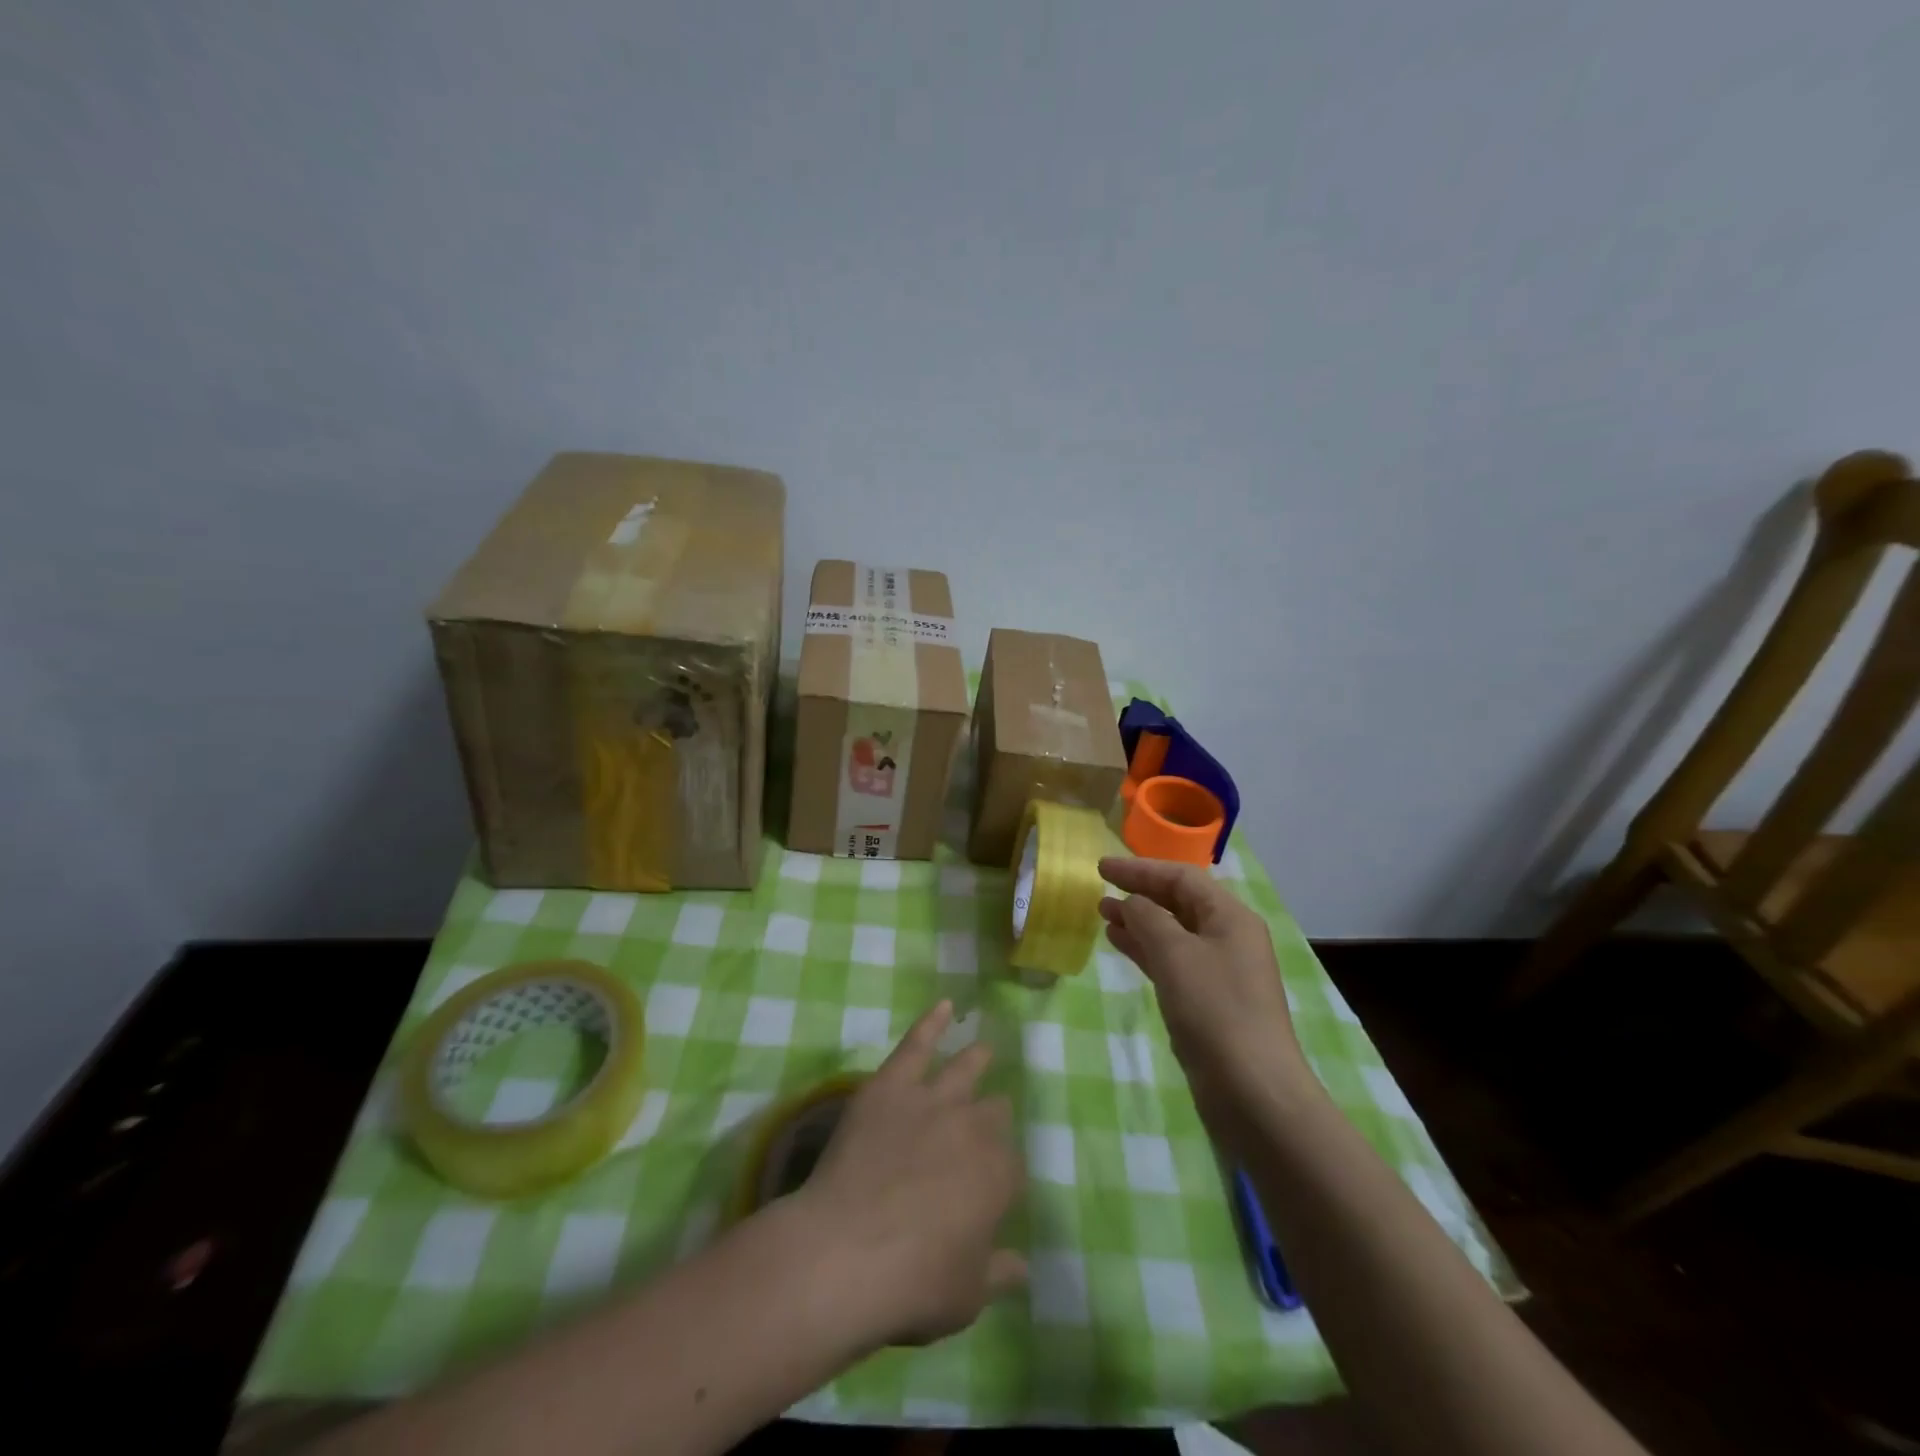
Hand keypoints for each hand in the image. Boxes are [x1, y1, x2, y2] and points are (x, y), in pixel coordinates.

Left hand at [794, 1001, 1026, 1346]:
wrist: (846, 1251)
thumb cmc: (912, 1284)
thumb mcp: (966, 1296)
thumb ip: (997, 1273)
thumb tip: (1022, 1266)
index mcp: (999, 1177)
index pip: (1011, 1168)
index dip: (1001, 1178)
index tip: (990, 1191)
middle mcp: (974, 1128)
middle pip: (993, 1114)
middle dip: (992, 1118)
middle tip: (987, 1123)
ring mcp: (932, 1100)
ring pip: (965, 1071)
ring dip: (977, 1060)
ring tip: (985, 1048)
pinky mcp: (892, 1085)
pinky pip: (917, 1044)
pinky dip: (931, 1023)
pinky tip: (945, 1005)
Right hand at [1098, 857, 1323, 1153]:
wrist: (1252, 1090)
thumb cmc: (1214, 1009)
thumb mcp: (1175, 954)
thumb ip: (1149, 918)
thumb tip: (1133, 903)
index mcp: (1230, 917)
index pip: (1181, 878)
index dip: (1140, 869)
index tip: (1101, 868)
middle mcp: (1228, 937)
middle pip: (1179, 902)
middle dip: (1139, 894)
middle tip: (1099, 891)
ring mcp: (1219, 971)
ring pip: (1172, 932)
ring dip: (1139, 921)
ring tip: (1103, 916)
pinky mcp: (1208, 1000)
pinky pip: (1172, 960)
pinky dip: (1145, 949)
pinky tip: (1120, 945)